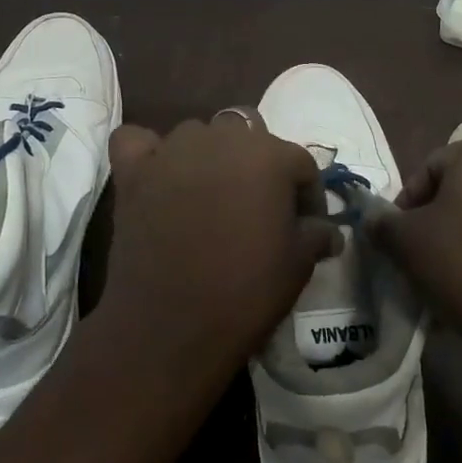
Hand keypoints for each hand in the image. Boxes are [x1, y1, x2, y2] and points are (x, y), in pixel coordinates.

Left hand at [97, 117, 340, 395]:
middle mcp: (220, 138)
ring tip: (209, 197)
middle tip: (256, 209)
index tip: (307, 226)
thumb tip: (329, 231)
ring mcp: (171, 150)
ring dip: (208, 157)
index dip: (308, 195)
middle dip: (257, 166)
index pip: (300, 163)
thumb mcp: (298, 264)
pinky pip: (138, 141)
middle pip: (248, 136)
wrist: (171, 327)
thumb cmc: (245, 291)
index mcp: (268, 154)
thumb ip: (316, 234)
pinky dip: (148, 151)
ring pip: (197, 135)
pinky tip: (156, 175)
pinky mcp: (133, 170)